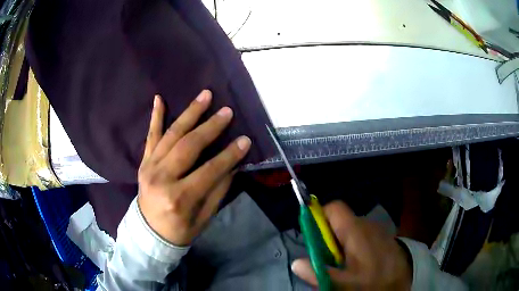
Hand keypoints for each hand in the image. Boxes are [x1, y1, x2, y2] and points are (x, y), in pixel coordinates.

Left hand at [137, 90, 250, 245]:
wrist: (149, 233)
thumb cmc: (180, 229)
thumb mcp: (204, 217)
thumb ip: (218, 190)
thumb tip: (234, 164)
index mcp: (179, 198)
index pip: (209, 170)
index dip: (229, 155)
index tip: (245, 139)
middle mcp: (162, 178)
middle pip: (189, 146)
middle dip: (210, 127)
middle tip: (227, 111)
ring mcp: (149, 167)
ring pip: (172, 135)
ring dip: (190, 113)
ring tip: (205, 96)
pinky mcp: (144, 162)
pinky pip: (150, 136)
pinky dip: (155, 117)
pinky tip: (159, 99)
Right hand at [292, 201, 411, 289]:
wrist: (403, 281)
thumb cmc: (373, 281)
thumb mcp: (343, 283)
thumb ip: (318, 272)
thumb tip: (296, 263)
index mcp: (356, 230)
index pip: (334, 208)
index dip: (320, 218)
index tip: (315, 239)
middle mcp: (367, 224)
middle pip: (340, 221)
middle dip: (329, 238)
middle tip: (329, 260)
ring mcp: (376, 229)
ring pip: (350, 229)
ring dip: (341, 244)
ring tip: (345, 265)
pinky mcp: (382, 236)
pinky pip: (362, 235)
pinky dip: (354, 245)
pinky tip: (359, 263)